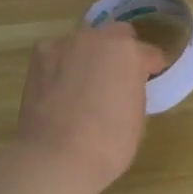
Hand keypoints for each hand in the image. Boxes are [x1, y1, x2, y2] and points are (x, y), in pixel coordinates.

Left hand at [13, 24, 166, 193]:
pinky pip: (59, 52)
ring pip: (86, 42)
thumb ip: (134, 90)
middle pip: (117, 35)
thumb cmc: (109, 144)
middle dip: (121, 52)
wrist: (57, 157)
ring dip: (90, 56)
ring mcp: (67, 43)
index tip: (149, 80)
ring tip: (83, 84)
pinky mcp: (40, 54)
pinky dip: (62, 64)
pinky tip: (59, 87)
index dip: (152, 69)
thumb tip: (124, 88)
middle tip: (117, 78)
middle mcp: (99, 39)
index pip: (150, 54)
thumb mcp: (137, 116)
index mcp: (130, 53)